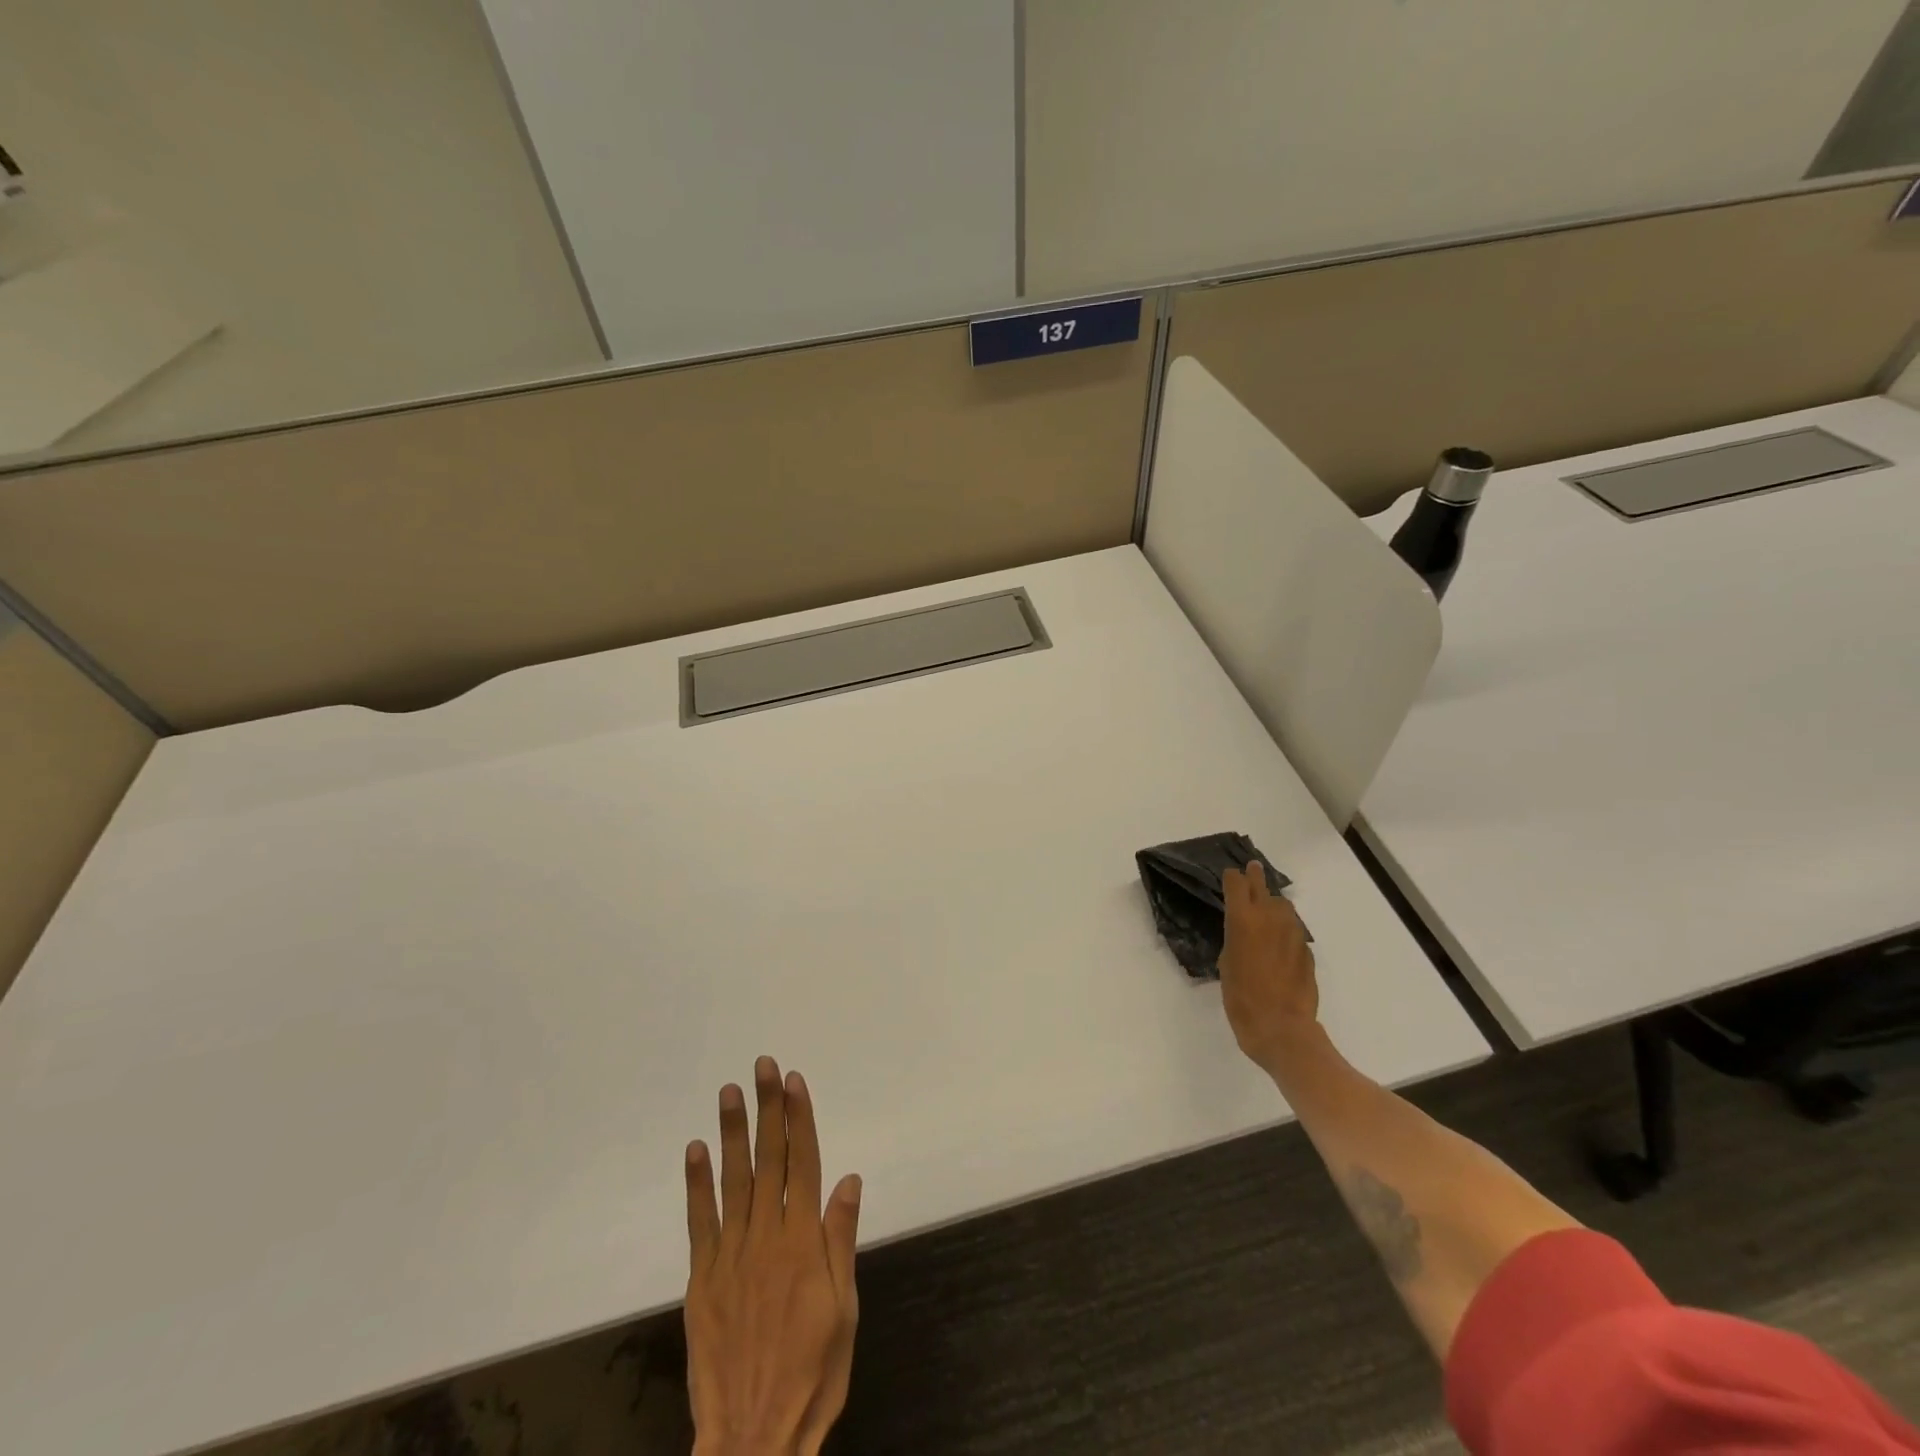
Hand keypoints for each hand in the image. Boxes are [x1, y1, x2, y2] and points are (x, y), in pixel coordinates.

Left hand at [685, 1058, 861, 1455]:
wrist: (752, 1441)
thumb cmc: (812, 1375)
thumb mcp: (844, 1311)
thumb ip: (841, 1240)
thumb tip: (847, 1178)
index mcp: (803, 1243)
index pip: (804, 1164)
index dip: (800, 1119)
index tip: (794, 1081)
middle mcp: (766, 1237)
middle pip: (769, 1160)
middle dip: (768, 1109)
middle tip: (764, 1066)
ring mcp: (730, 1256)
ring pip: (733, 1180)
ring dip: (732, 1132)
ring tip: (730, 1091)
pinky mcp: (703, 1279)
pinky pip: (700, 1221)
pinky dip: (697, 1183)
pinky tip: (697, 1149)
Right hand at [1218, 863, 1319, 1072]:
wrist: (1282, 1029)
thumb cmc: (1242, 999)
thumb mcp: (1226, 965)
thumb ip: (1235, 941)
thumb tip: (1245, 934)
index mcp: (1243, 920)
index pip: (1237, 883)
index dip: (1232, 878)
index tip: (1230, 876)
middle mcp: (1270, 918)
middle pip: (1262, 886)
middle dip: (1255, 877)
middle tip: (1252, 868)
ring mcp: (1293, 934)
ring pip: (1283, 907)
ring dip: (1273, 905)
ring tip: (1266, 912)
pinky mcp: (1307, 951)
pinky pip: (1293, 932)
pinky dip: (1285, 931)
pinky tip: (1279, 946)